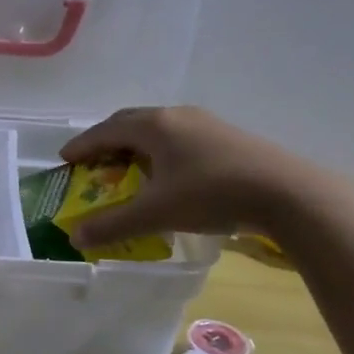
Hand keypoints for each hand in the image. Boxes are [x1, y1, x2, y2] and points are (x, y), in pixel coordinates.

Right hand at [59, 106, 322, 246]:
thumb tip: (74, 236)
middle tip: (92, 162)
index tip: (64, 159)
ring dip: (135, 144)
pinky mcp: (226, 136)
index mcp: (154, 126)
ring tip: (127, 168)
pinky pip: (178, 137)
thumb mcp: (156, 213)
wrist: (288, 193)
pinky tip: (168, 173)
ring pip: (158, 128)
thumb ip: (113, 224)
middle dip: (106, 140)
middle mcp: (176, 116)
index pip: (105, 130)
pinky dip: (160, 150)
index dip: (82, 144)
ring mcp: (204, 123)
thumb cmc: (212, 195)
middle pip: (130, 122)